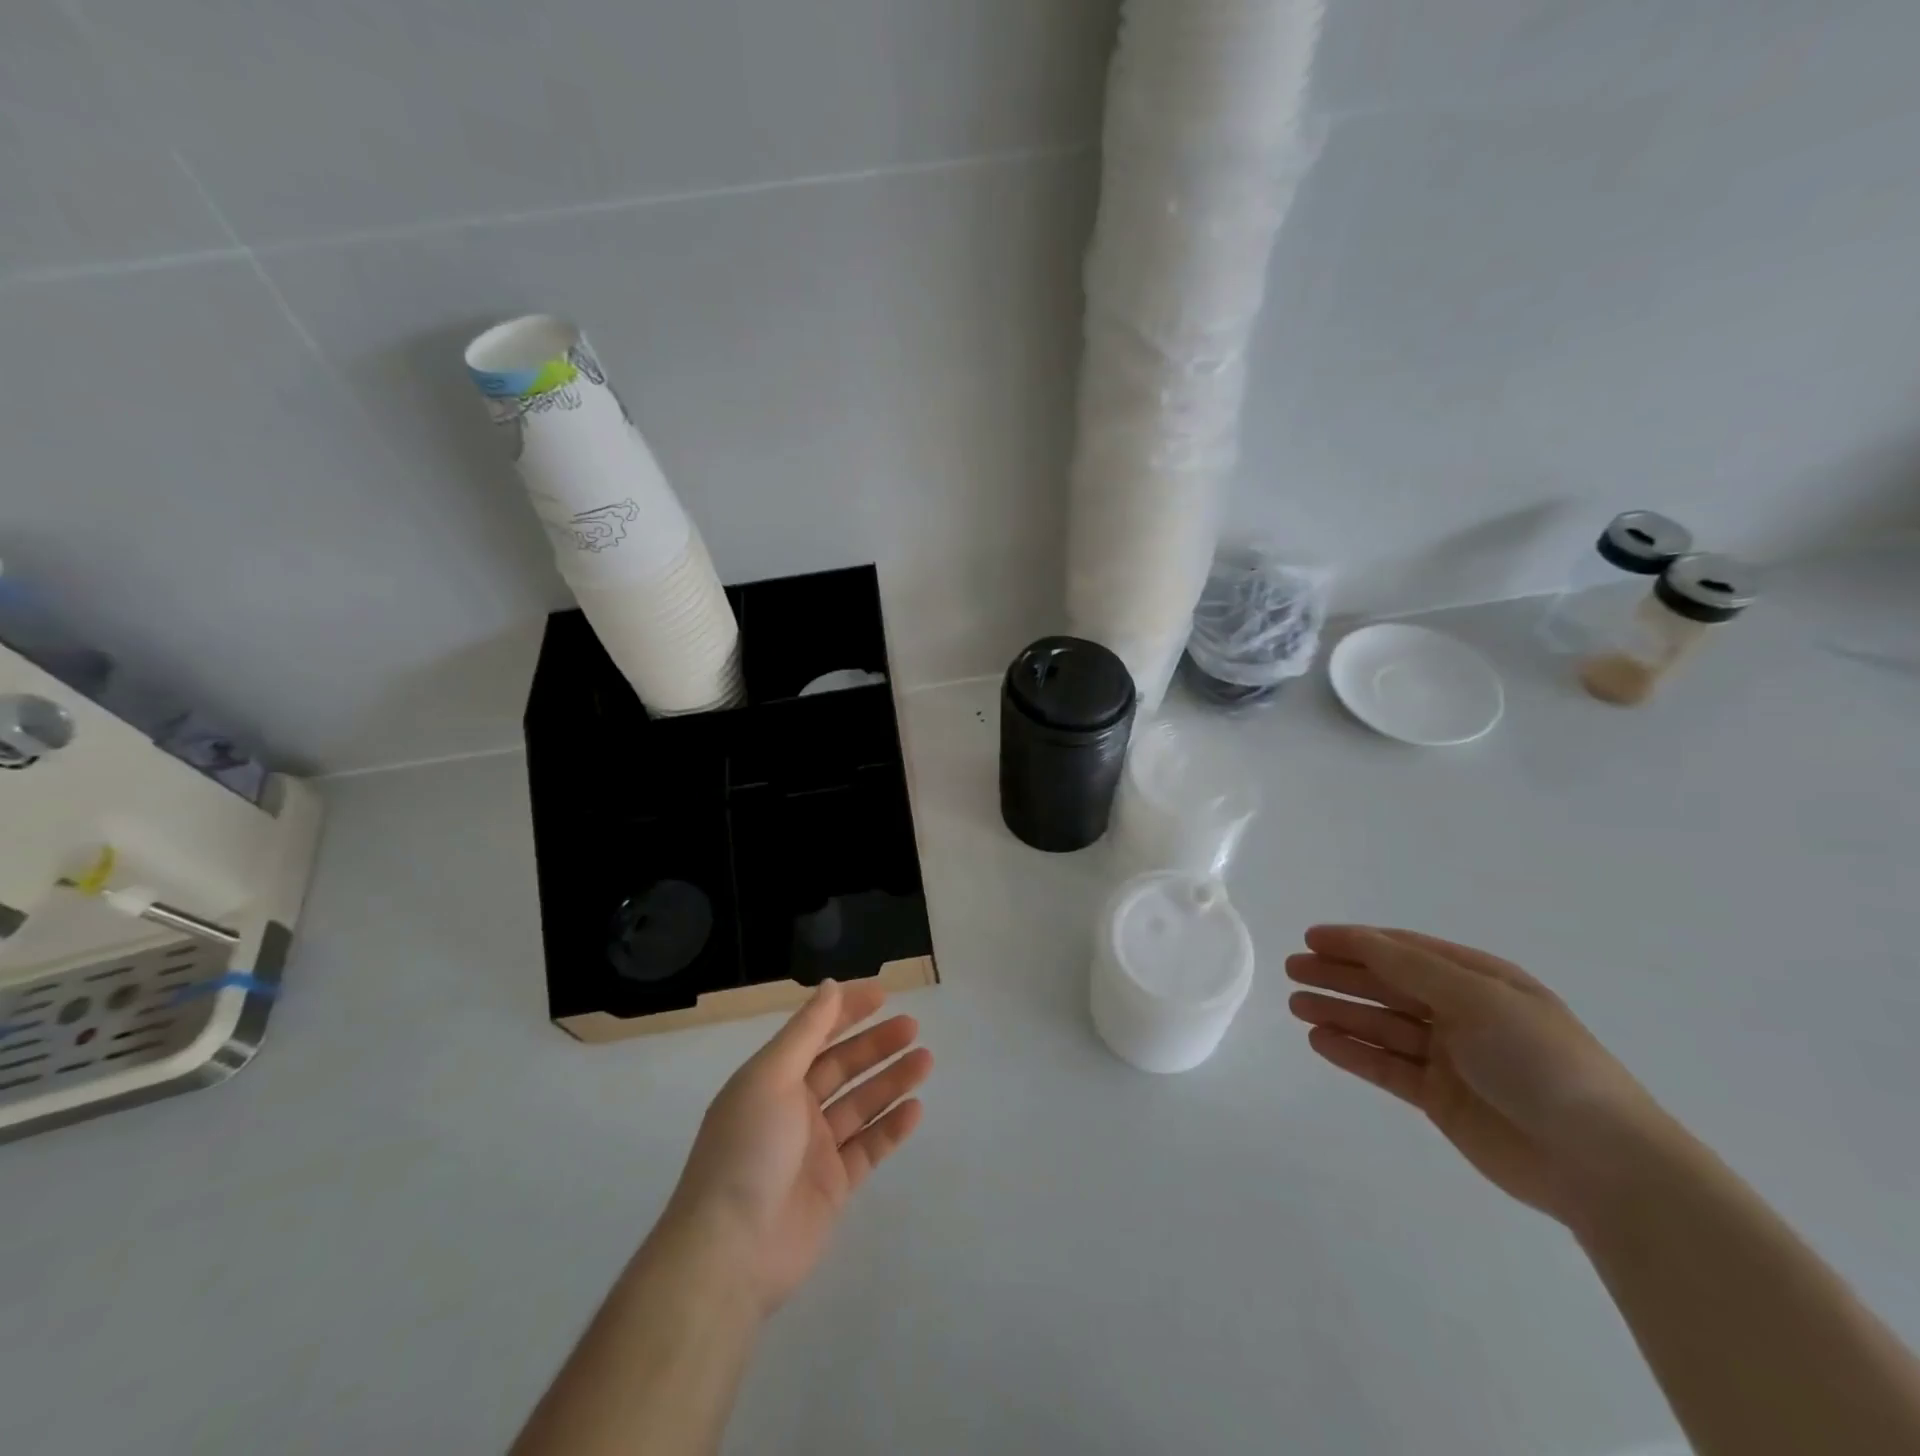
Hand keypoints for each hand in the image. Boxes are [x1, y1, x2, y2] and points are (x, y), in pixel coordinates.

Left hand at [662, 979, 931, 1315]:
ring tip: (926, 1060)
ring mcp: (815, 1149)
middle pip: (842, 1067)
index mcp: (771, 1080)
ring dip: (891, 1080)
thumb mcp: (771, 1077)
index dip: (846, 1011)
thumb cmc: (748, 1150)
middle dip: (876, 1044)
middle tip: (913, 1026)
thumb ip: (805, 1032)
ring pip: (860, 1104)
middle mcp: (793, 1109)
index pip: (815, 1034)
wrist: (731, 1253)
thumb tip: (830, 986)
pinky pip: (868, 1148)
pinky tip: (915, 1109)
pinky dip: (891, 1128)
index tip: (883, 993)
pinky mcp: (834, 1186)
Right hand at [1287, 925, 1672, 1226]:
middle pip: (1387, 985)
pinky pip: (1387, 1067)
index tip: (1310, 938)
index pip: (1404, 951)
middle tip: (1292, 970)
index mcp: (1480, 981)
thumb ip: (1411, 969)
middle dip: (1339, 975)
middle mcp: (1463, 1013)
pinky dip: (1353, 1052)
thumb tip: (1358, 939)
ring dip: (1339, 1012)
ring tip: (1295, 1005)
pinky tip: (1320, 1041)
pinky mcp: (1441, 1099)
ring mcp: (1451, 1057)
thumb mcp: (1478, 999)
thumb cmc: (1541, 1063)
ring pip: (1381, 1025)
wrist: (1602, 1164)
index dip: (1356, 941)